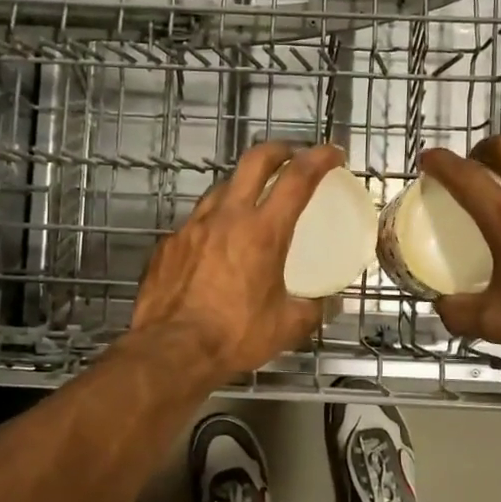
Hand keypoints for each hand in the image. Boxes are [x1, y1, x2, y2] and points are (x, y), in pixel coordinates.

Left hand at [129, 141, 343, 379]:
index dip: (319, 159)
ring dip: (241, 186)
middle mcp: (227, 217)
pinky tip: (214, 245)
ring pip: (221, 189)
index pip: (297, 179)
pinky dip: (212, 224)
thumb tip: (327, 304)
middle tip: (291, 155)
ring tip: (251, 202)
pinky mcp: (168, 244)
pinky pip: (196, 222)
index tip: (332, 153)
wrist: (171, 351)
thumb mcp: (286, 326)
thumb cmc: (234, 336)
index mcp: (263, 232)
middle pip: (254, 162)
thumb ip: (312, 309)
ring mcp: (192, 227)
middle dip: (278, 150)